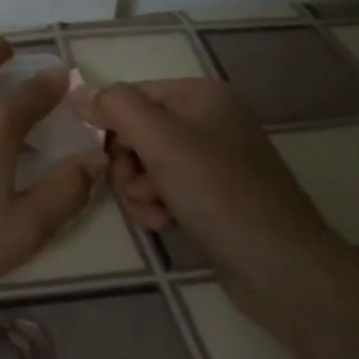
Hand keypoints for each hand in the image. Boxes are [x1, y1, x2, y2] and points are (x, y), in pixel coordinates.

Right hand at [79, 78, 354, 322]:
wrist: (280, 266)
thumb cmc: (218, 192)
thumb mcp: (160, 139)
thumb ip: (115, 107)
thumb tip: (78, 92)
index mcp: (199, 95)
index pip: (128, 96)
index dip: (110, 126)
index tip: (106, 159)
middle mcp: (206, 120)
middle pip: (134, 132)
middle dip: (126, 164)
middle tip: (136, 188)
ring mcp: (211, 160)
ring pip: (144, 165)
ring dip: (138, 191)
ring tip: (156, 212)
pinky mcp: (212, 195)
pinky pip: (164, 190)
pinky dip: (156, 206)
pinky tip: (166, 223)